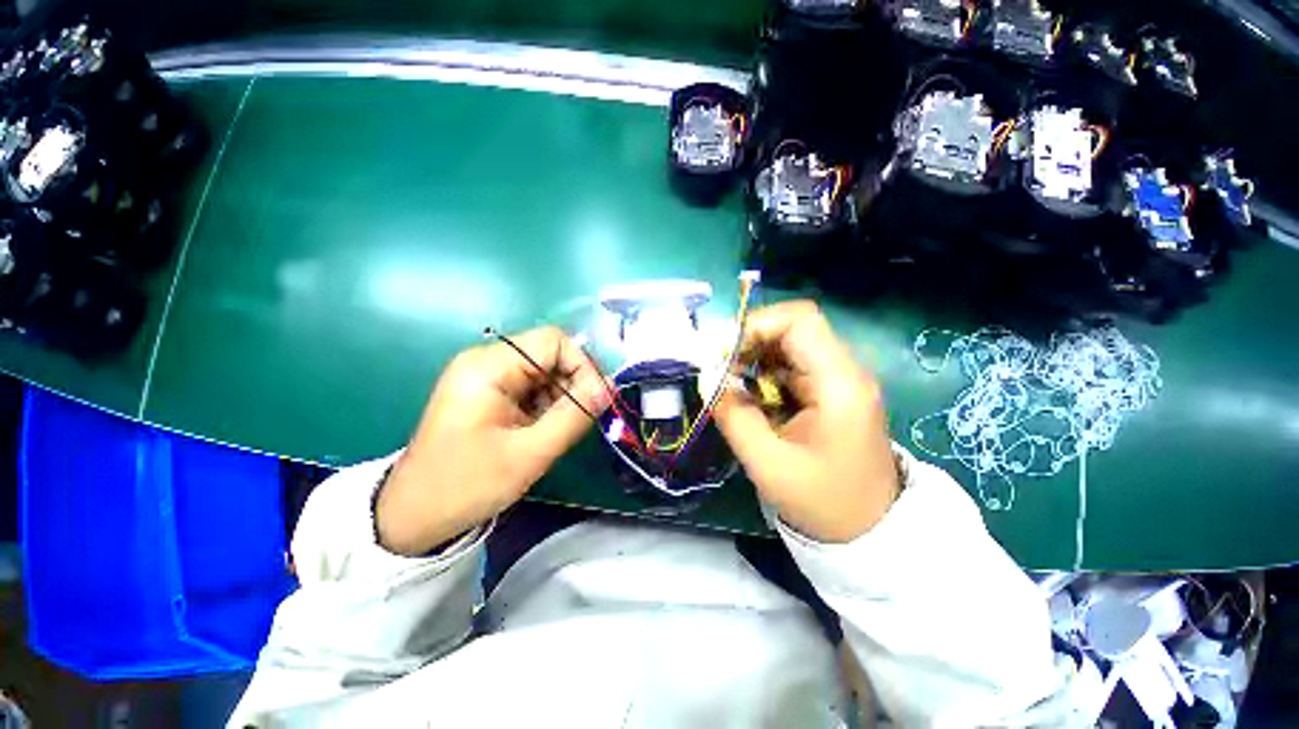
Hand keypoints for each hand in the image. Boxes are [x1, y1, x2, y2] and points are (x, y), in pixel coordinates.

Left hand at [376, 327, 607, 555]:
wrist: (414, 516)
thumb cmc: (466, 485)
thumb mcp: (529, 453)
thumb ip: (573, 417)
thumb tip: (607, 389)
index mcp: (489, 366)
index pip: (553, 341)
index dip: (582, 365)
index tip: (595, 400)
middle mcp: (487, 361)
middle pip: (550, 355)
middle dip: (572, 386)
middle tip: (576, 422)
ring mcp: (486, 377)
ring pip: (545, 373)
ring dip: (560, 399)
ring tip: (552, 433)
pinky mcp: (489, 393)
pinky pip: (532, 388)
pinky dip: (546, 406)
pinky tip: (540, 432)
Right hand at [714, 301, 899, 542]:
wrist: (871, 531)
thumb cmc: (822, 503)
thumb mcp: (767, 464)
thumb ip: (734, 416)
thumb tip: (711, 381)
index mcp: (838, 384)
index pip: (799, 320)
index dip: (756, 326)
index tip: (726, 355)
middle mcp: (845, 371)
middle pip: (793, 328)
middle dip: (750, 343)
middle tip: (723, 373)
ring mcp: (840, 380)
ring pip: (789, 345)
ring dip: (755, 359)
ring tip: (733, 388)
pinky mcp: (832, 391)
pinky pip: (792, 366)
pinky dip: (765, 374)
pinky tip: (753, 398)